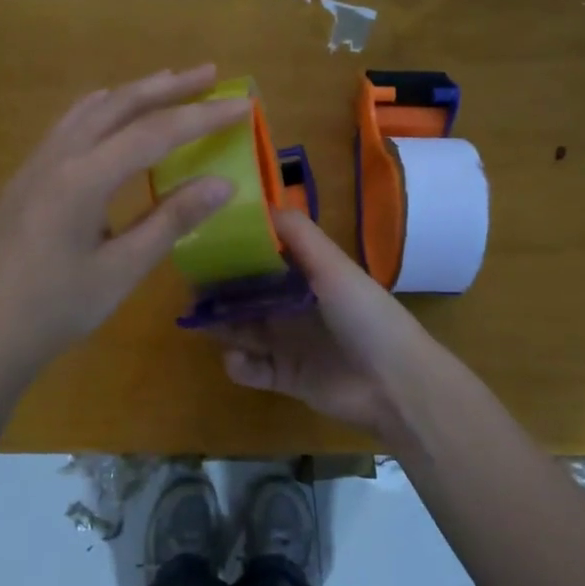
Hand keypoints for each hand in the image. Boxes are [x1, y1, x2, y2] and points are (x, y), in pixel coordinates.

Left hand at [0, 65, 250, 387]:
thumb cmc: (56, 310)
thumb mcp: (121, 270)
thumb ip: (172, 220)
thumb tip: (224, 184)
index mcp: (83, 179)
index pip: (154, 133)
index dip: (202, 117)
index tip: (241, 105)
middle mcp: (58, 157)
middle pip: (119, 105)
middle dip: (168, 87)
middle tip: (210, 73)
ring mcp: (36, 164)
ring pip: (90, 109)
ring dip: (133, 93)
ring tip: (168, 83)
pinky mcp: (26, 178)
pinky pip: (68, 125)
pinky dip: (101, 110)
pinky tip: (110, 115)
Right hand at [214, 209, 437, 444]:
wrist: (394, 382)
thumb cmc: (364, 315)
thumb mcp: (332, 265)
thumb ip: (298, 234)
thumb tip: (257, 203)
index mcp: (308, 276)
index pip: (264, 258)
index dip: (235, 251)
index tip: (203, 241)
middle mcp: (294, 306)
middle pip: (247, 295)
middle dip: (220, 291)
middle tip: (191, 288)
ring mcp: (289, 343)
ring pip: (243, 330)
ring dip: (221, 326)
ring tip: (199, 322)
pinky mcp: (286, 378)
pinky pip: (252, 369)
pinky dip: (239, 366)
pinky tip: (238, 360)